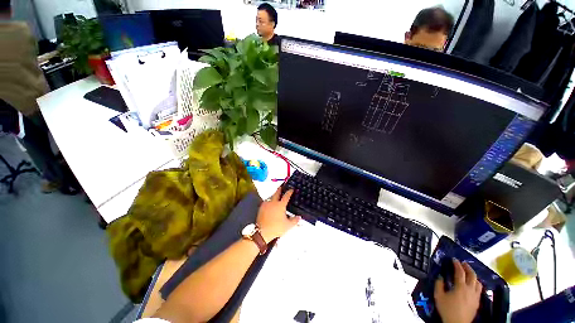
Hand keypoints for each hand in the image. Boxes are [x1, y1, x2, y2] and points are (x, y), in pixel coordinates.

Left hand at [257, 187, 300, 242]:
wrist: (262, 232)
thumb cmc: (276, 228)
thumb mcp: (288, 225)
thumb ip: (295, 220)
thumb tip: (299, 217)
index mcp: (280, 205)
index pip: (286, 196)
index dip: (289, 192)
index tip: (291, 189)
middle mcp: (273, 202)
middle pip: (277, 193)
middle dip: (280, 189)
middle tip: (281, 187)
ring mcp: (266, 204)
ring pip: (271, 196)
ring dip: (274, 195)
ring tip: (276, 195)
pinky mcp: (261, 208)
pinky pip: (266, 201)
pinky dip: (269, 200)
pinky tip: (270, 203)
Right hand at [434, 259, 481, 322]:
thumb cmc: (447, 309)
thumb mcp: (438, 296)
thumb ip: (439, 285)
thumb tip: (440, 277)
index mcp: (460, 287)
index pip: (460, 272)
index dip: (457, 264)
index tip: (454, 259)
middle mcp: (470, 289)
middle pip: (472, 275)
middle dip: (468, 268)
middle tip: (463, 263)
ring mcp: (475, 296)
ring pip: (478, 282)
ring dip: (474, 276)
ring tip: (469, 273)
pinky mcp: (477, 302)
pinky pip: (479, 290)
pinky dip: (476, 284)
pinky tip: (472, 285)